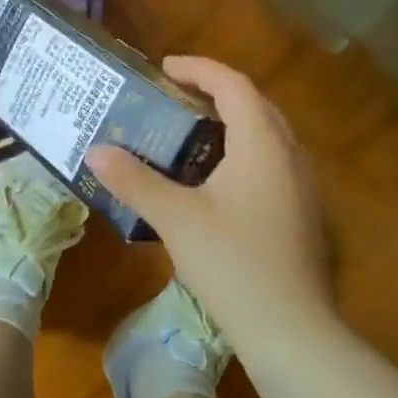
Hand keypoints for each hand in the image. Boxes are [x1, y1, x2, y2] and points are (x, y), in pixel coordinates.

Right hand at [88, 57, 331, 344]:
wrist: (291, 330)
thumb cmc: (233, 264)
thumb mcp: (176, 219)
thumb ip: (134, 180)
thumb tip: (95, 152)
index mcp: (263, 144)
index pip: (234, 85)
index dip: (199, 68)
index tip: (164, 68)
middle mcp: (290, 155)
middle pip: (255, 103)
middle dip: (215, 91)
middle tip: (174, 96)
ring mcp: (302, 185)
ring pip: (267, 133)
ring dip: (231, 120)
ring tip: (189, 130)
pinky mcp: (302, 211)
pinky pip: (271, 160)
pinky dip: (242, 149)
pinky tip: (213, 178)